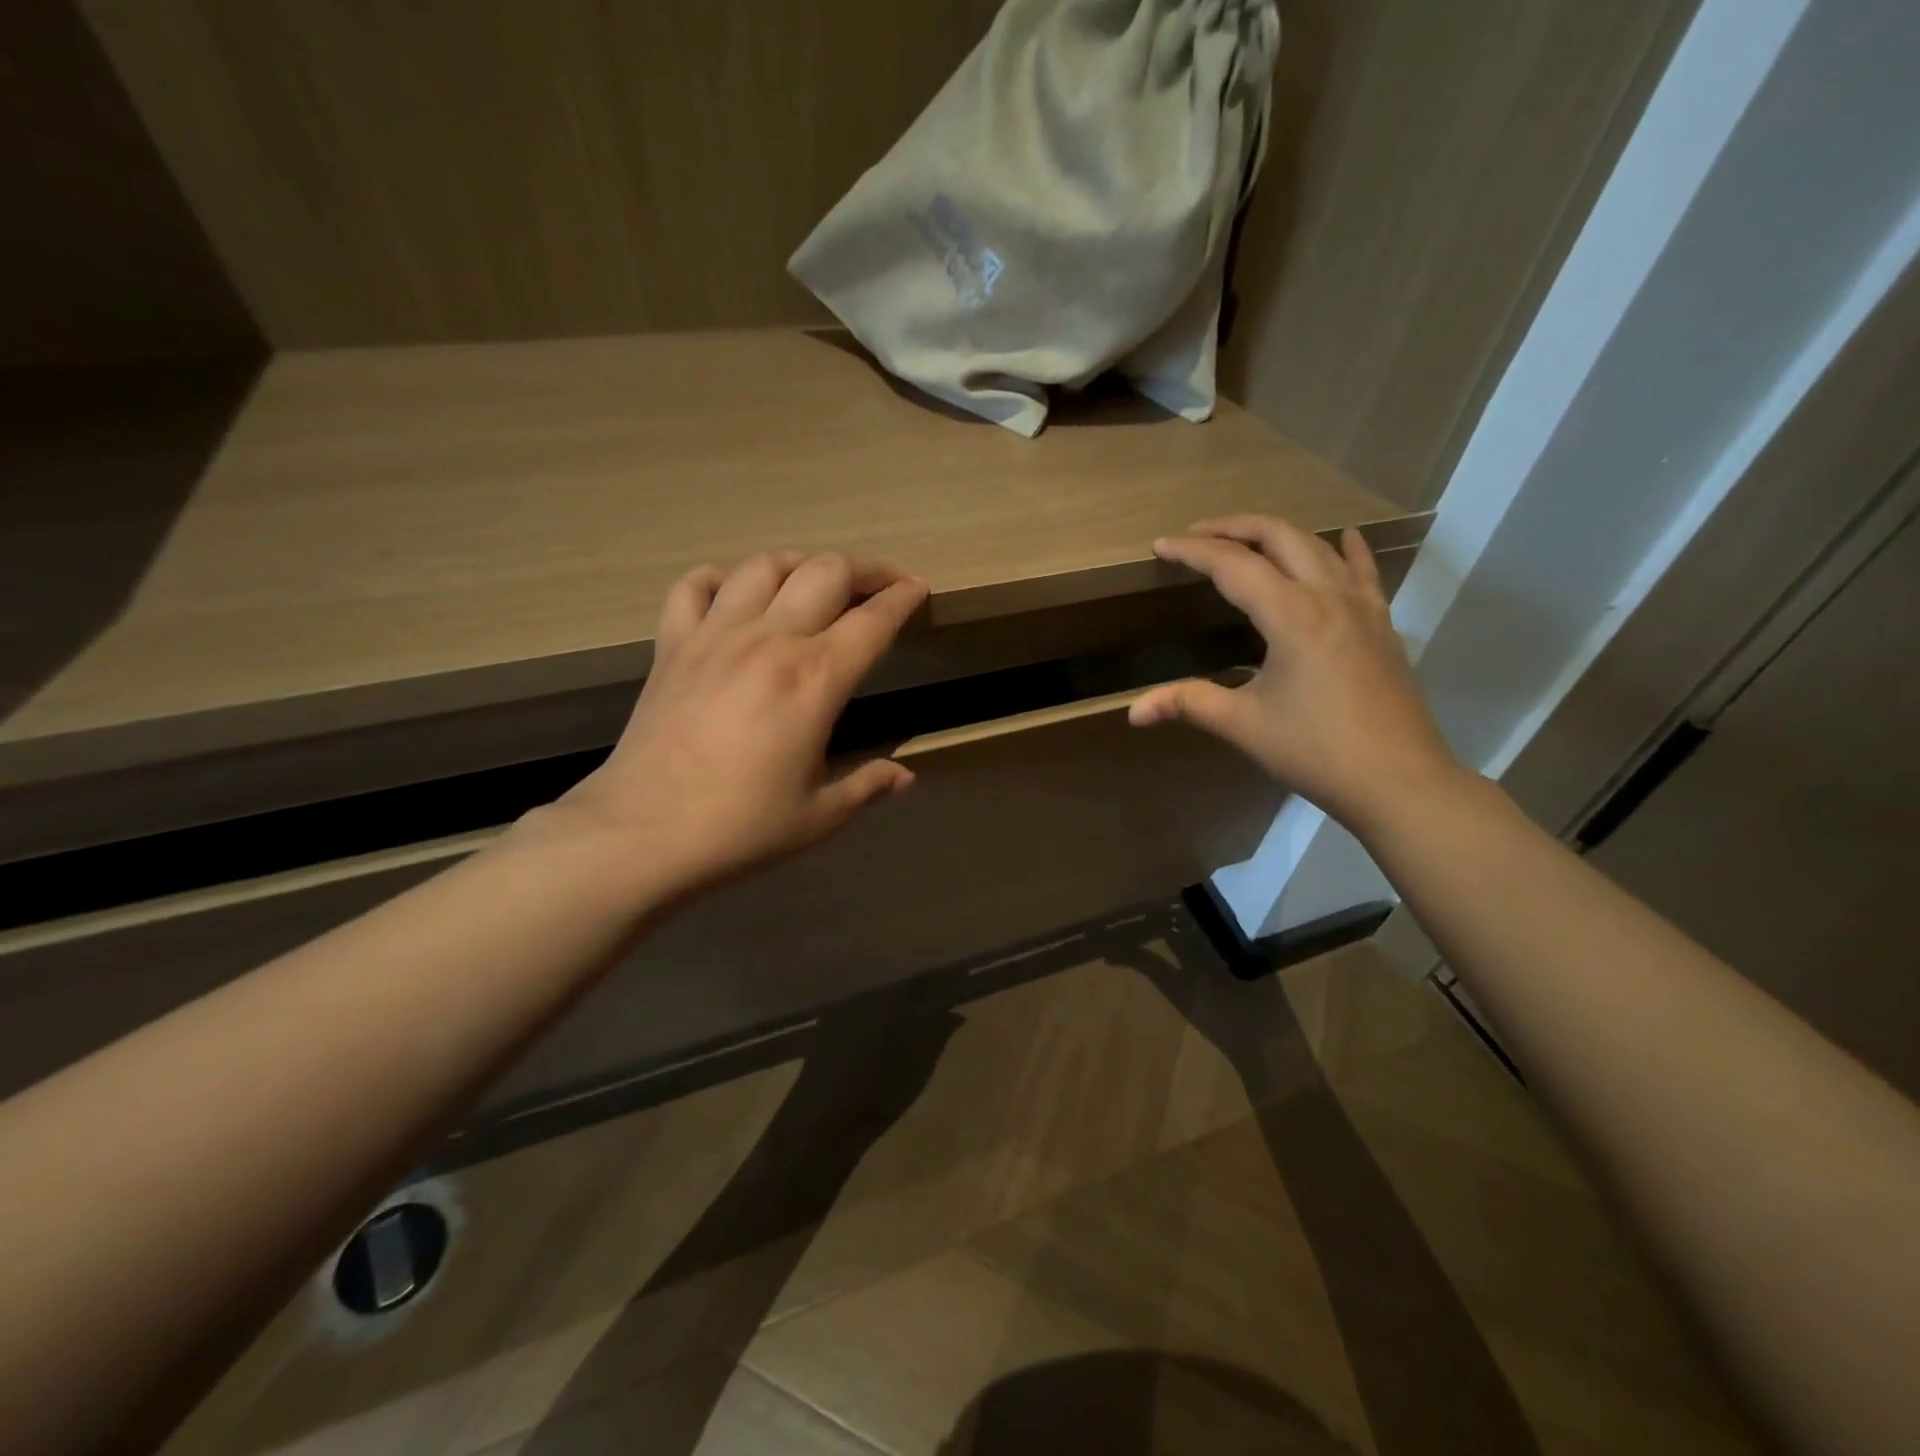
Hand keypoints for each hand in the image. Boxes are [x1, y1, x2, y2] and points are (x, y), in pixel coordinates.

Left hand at [550, 551, 927, 903]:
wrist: (641, 834)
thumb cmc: (740, 828)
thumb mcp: (819, 816)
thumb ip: (868, 786)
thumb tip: (905, 776)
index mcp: (816, 679)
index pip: (873, 620)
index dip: (903, 598)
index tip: (918, 590)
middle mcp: (770, 640)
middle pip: (825, 571)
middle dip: (865, 570)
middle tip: (882, 584)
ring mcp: (715, 635)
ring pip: (764, 565)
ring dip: (800, 564)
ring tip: (816, 581)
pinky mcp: (672, 645)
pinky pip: (694, 586)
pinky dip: (721, 578)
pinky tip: (735, 593)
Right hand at [1130, 515, 1462, 834]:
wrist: (1399, 781)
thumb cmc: (1316, 751)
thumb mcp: (1244, 725)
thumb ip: (1189, 704)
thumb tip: (1134, 712)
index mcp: (1291, 616)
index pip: (1233, 565)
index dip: (1193, 551)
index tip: (1160, 546)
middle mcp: (1328, 597)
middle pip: (1279, 537)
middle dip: (1233, 527)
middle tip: (1196, 534)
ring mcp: (1362, 607)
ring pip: (1318, 547)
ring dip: (1277, 534)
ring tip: (1245, 539)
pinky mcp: (1381, 625)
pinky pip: (1361, 572)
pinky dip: (1346, 549)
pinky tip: (1344, 538)